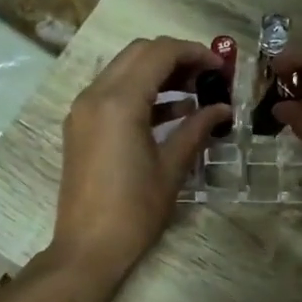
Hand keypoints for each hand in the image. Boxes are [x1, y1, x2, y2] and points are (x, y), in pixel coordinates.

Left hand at [53, 37, 228, 281]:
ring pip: (123, 71)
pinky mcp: (80, 127)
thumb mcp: (172, 168)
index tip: (221, 68)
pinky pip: (112, 94)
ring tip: (194, 94)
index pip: (160, 53)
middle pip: (139, 53)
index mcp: (119, 102)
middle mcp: (95, 95)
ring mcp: (83, 111)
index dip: (195, 53)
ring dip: (158, 74)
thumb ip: (197, 129)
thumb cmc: (135, 211)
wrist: (88, 248)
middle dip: (175, 58)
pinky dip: (140, 94)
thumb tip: (222, 109)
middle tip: (207, 77)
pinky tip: (171, 113)